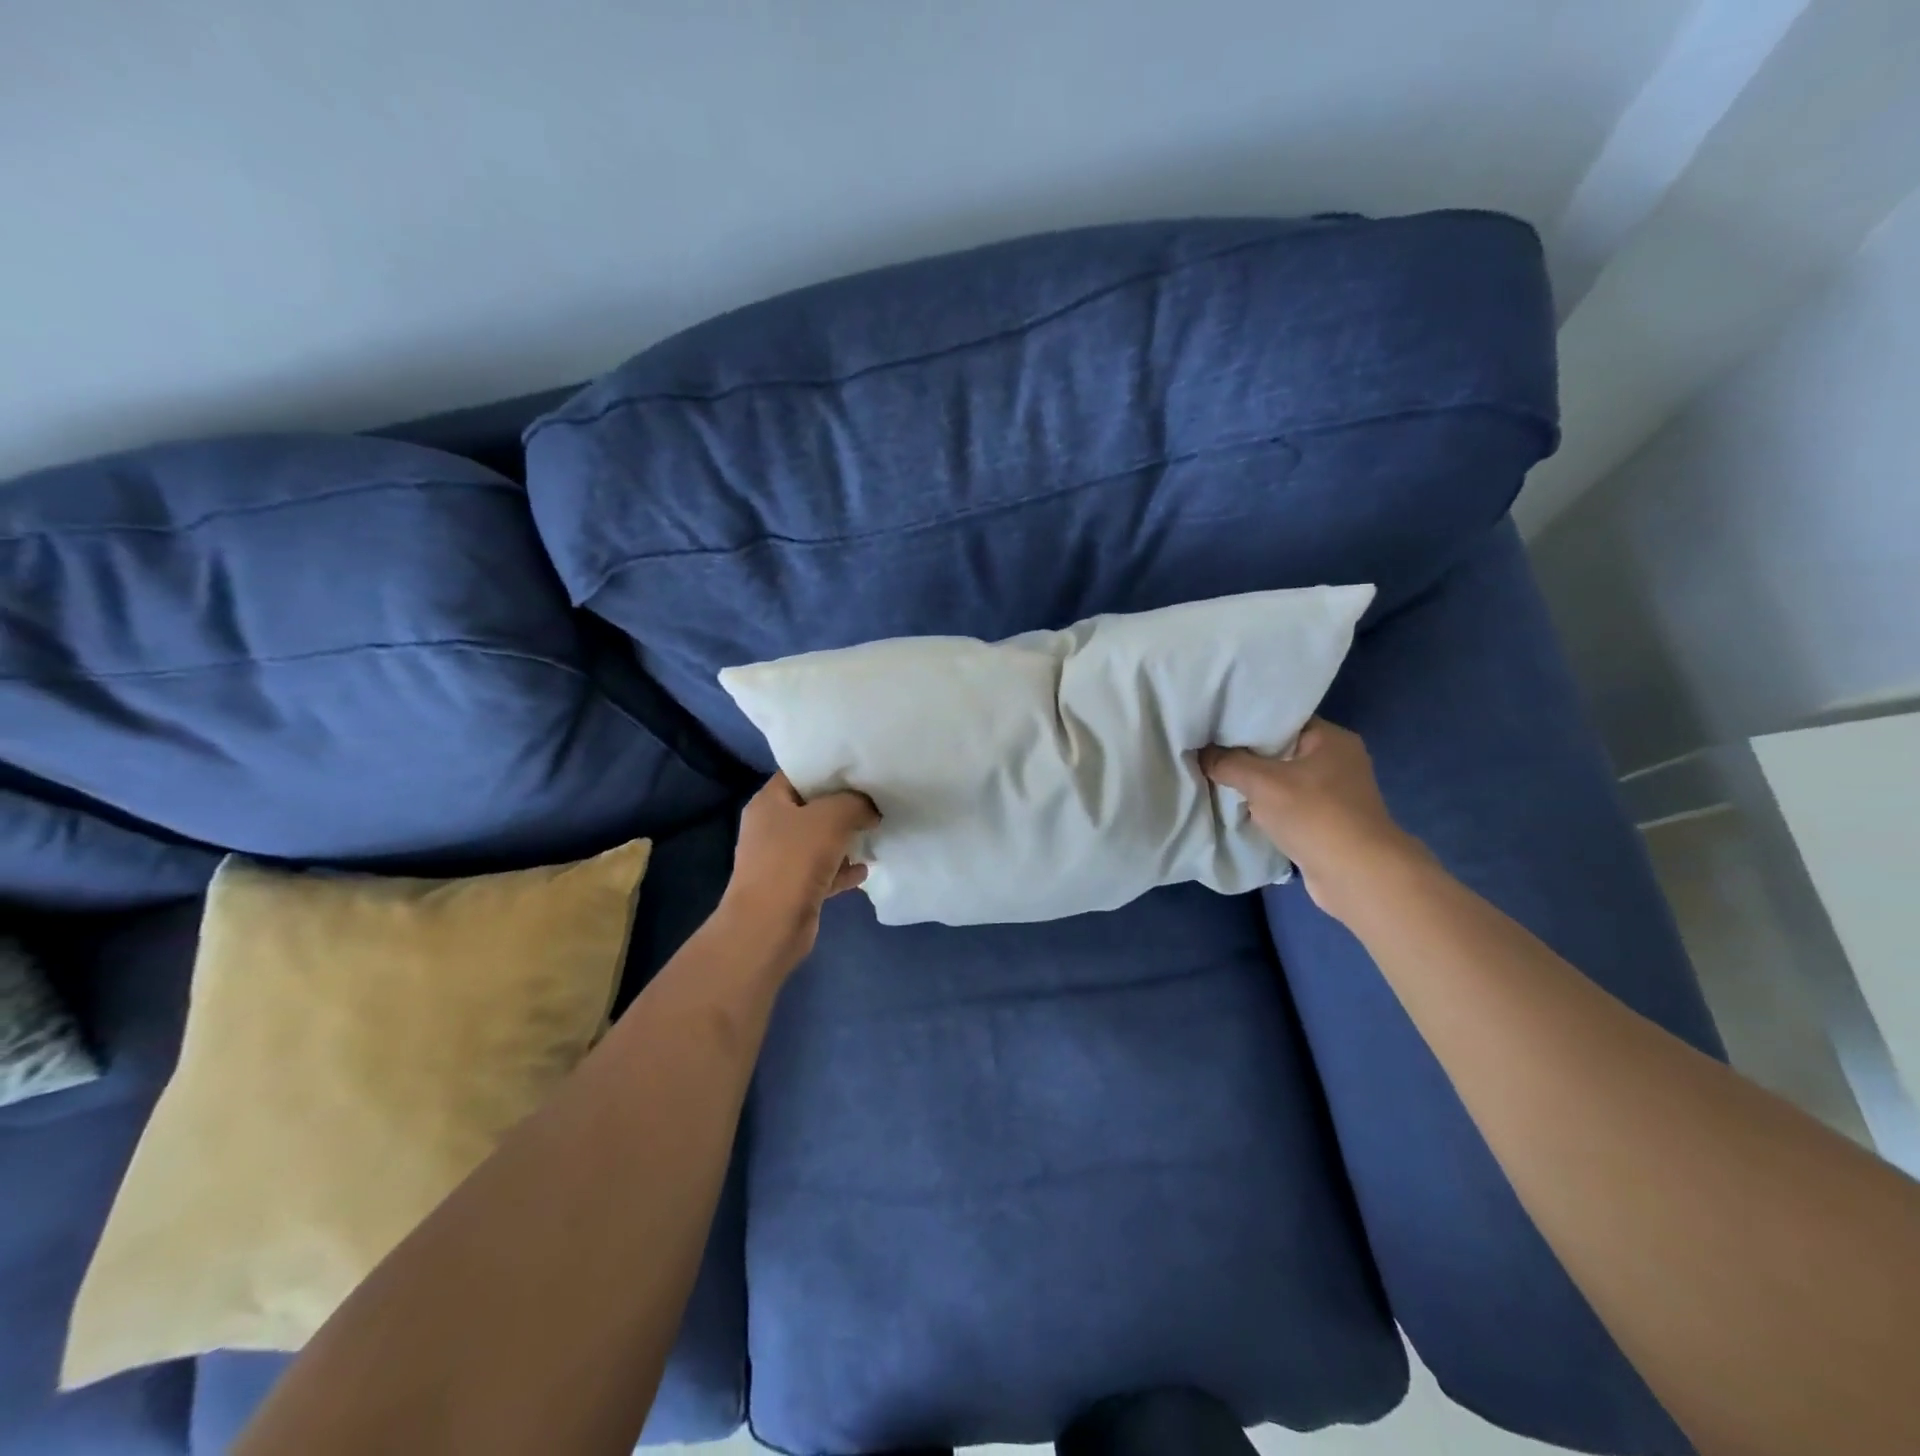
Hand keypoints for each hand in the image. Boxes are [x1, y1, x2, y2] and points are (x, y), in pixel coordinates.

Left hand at [717, 773, 879, 970]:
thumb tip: (869, 810)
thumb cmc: (794, 860)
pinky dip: (843, 869)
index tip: (861, 770)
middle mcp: (771, 827)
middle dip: (845, 806)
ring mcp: (780, 860)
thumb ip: (856, 803)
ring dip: (846, 839)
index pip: (800, 773)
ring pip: (820, 841)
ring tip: (875, 833)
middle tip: (876, 801)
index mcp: (769, 802)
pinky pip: (824, 871)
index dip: (830, 770)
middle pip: (813, 807)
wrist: (770, 926)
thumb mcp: (832, 817)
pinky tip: (866, 869)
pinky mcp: (793, 888)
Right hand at [1201, 718, 1422, 919]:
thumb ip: (1228, 763)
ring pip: (1282, 780)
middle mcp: (1337, 761)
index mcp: (1331, 739)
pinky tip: (1238, 809)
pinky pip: (1288, 805)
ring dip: (1254, 785)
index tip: (1212, 728)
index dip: (1245, 721)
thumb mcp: (1262, 783)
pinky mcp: (1327, 822)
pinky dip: (1266, 808)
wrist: (1358, 876)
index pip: (1281, 719)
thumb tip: (1201, 753)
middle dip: (1244, 756)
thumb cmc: (1315, 816)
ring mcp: (1334, 794)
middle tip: (1207, 754)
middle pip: (1279, 750)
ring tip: (1216, 780)